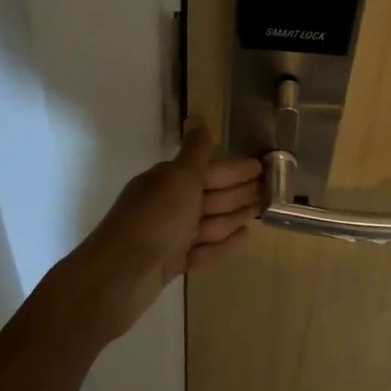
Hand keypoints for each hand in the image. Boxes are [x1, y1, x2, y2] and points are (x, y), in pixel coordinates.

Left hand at [78, 117, 262, 327]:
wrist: (120, 275)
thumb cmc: (155, 219)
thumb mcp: (179, 177)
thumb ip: (195, 150)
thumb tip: (198, 116)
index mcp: (167, 181)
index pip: (207, 169)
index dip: (235, 168)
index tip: (263, 167)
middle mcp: (167, 205)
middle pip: (209, 194)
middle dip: (238, 190)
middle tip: (271, 190)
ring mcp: (168, 236)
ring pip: (208, 222)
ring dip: (234, 215)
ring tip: (260, 212)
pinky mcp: (171, 264)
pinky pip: (203, 249)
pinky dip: (223, 242)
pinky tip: (244, 237)